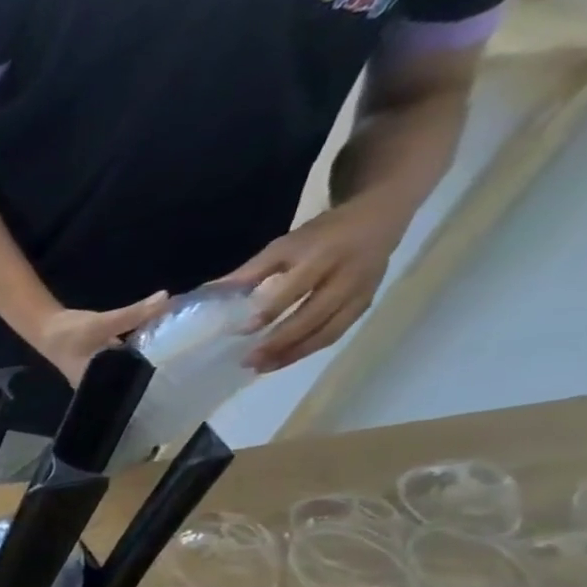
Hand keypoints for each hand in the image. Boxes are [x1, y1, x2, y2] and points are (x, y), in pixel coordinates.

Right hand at [33, 293, 170, 385]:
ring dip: (150, 358)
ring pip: (132, 367)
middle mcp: (102, 382)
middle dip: (155, 369)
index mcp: (98, 383)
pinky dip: (142, 349)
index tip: (178, 377)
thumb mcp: (103, 323)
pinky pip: (130, 357)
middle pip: (134, 378)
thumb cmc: (69, 334)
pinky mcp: (107, 360)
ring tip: (178, 351)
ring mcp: (105, 371)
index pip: (130, 389)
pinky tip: (159, 341)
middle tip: (185, 363)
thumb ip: (134, 314)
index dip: (152, 384)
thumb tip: (166, 298)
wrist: (47, 327)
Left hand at [223, 202, 403, 371]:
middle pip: (314, 314)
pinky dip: (309, 349)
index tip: (240, 331)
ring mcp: (361, 291)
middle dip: (280, 340)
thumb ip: (249, 272)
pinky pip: (337, 332)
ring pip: (329, 329)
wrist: (380, 218)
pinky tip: (283, 360)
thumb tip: (206, 294)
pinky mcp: (366, 304)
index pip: (295, 287)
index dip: (269, 310)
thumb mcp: (284, 245)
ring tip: (262, 368)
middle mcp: (347, 275)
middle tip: (248, 360)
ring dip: (294, 352)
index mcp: (324, 255)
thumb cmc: (321, 234)